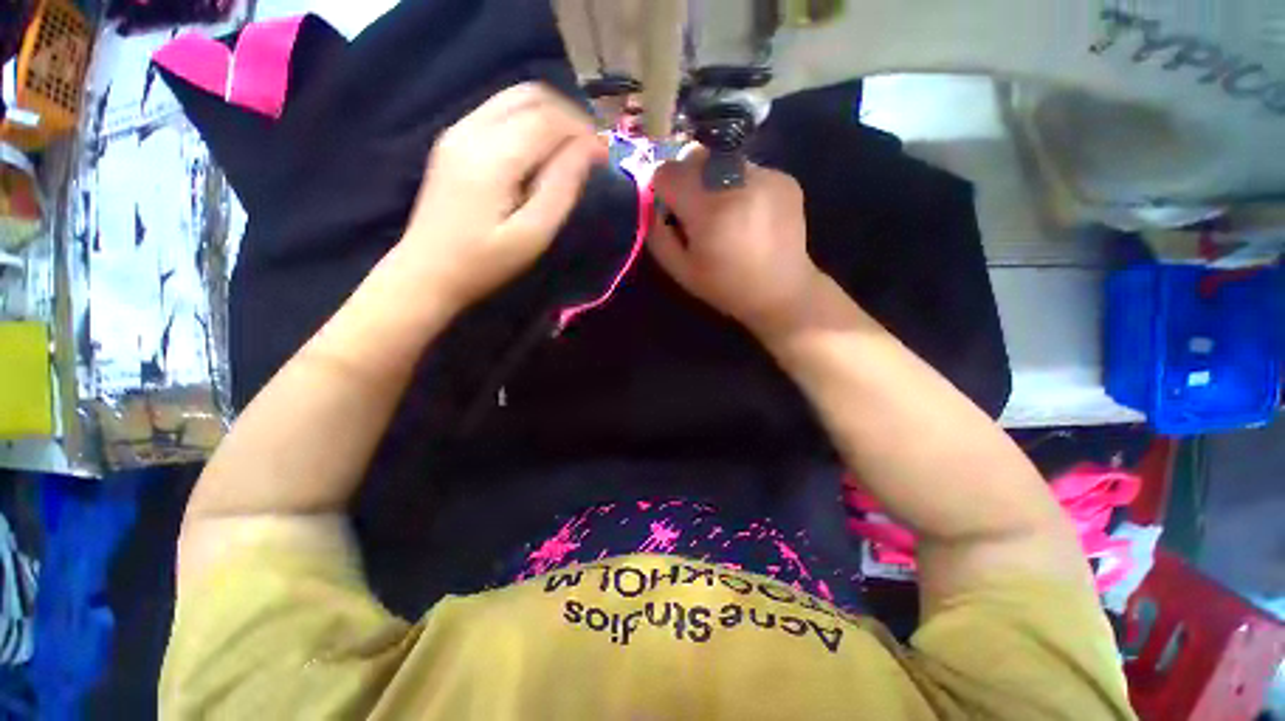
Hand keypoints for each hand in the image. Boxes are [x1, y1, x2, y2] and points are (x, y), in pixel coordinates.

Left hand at [396, 83, 606, 312]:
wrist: (427, 272)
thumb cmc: (485, 262)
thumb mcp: (533, 234)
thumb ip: (562, 187)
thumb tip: (591, 150)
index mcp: (493, 156)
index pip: (548, 118)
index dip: (583, 130)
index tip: (605, 156)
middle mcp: (472, 129)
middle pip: (530, 96)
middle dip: (569, 116)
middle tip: (590, 150)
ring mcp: (458, 130)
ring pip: (514, 98)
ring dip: (550, 116)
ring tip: (571, 149)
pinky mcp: (453, 139)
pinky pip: (499, 111)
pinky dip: (529, 121)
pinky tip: (541, 150)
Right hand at [649, 146, 823, 338]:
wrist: (783, 292)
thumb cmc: (726, 287)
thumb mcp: (681, 270)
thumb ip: (658, 234)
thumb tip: (651, 203)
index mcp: (709, 210)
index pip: (666, 171)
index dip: (661, 189)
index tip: (670, 210)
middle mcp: (738, 182)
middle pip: (694, 156)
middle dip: (686, 180)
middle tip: (697, 211)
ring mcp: (766, 176)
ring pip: (721, 161)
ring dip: (713, 181)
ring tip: (727, 214)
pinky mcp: (784, 177)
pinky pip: (747, 169)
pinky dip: (740, 186)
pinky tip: (750, 215)